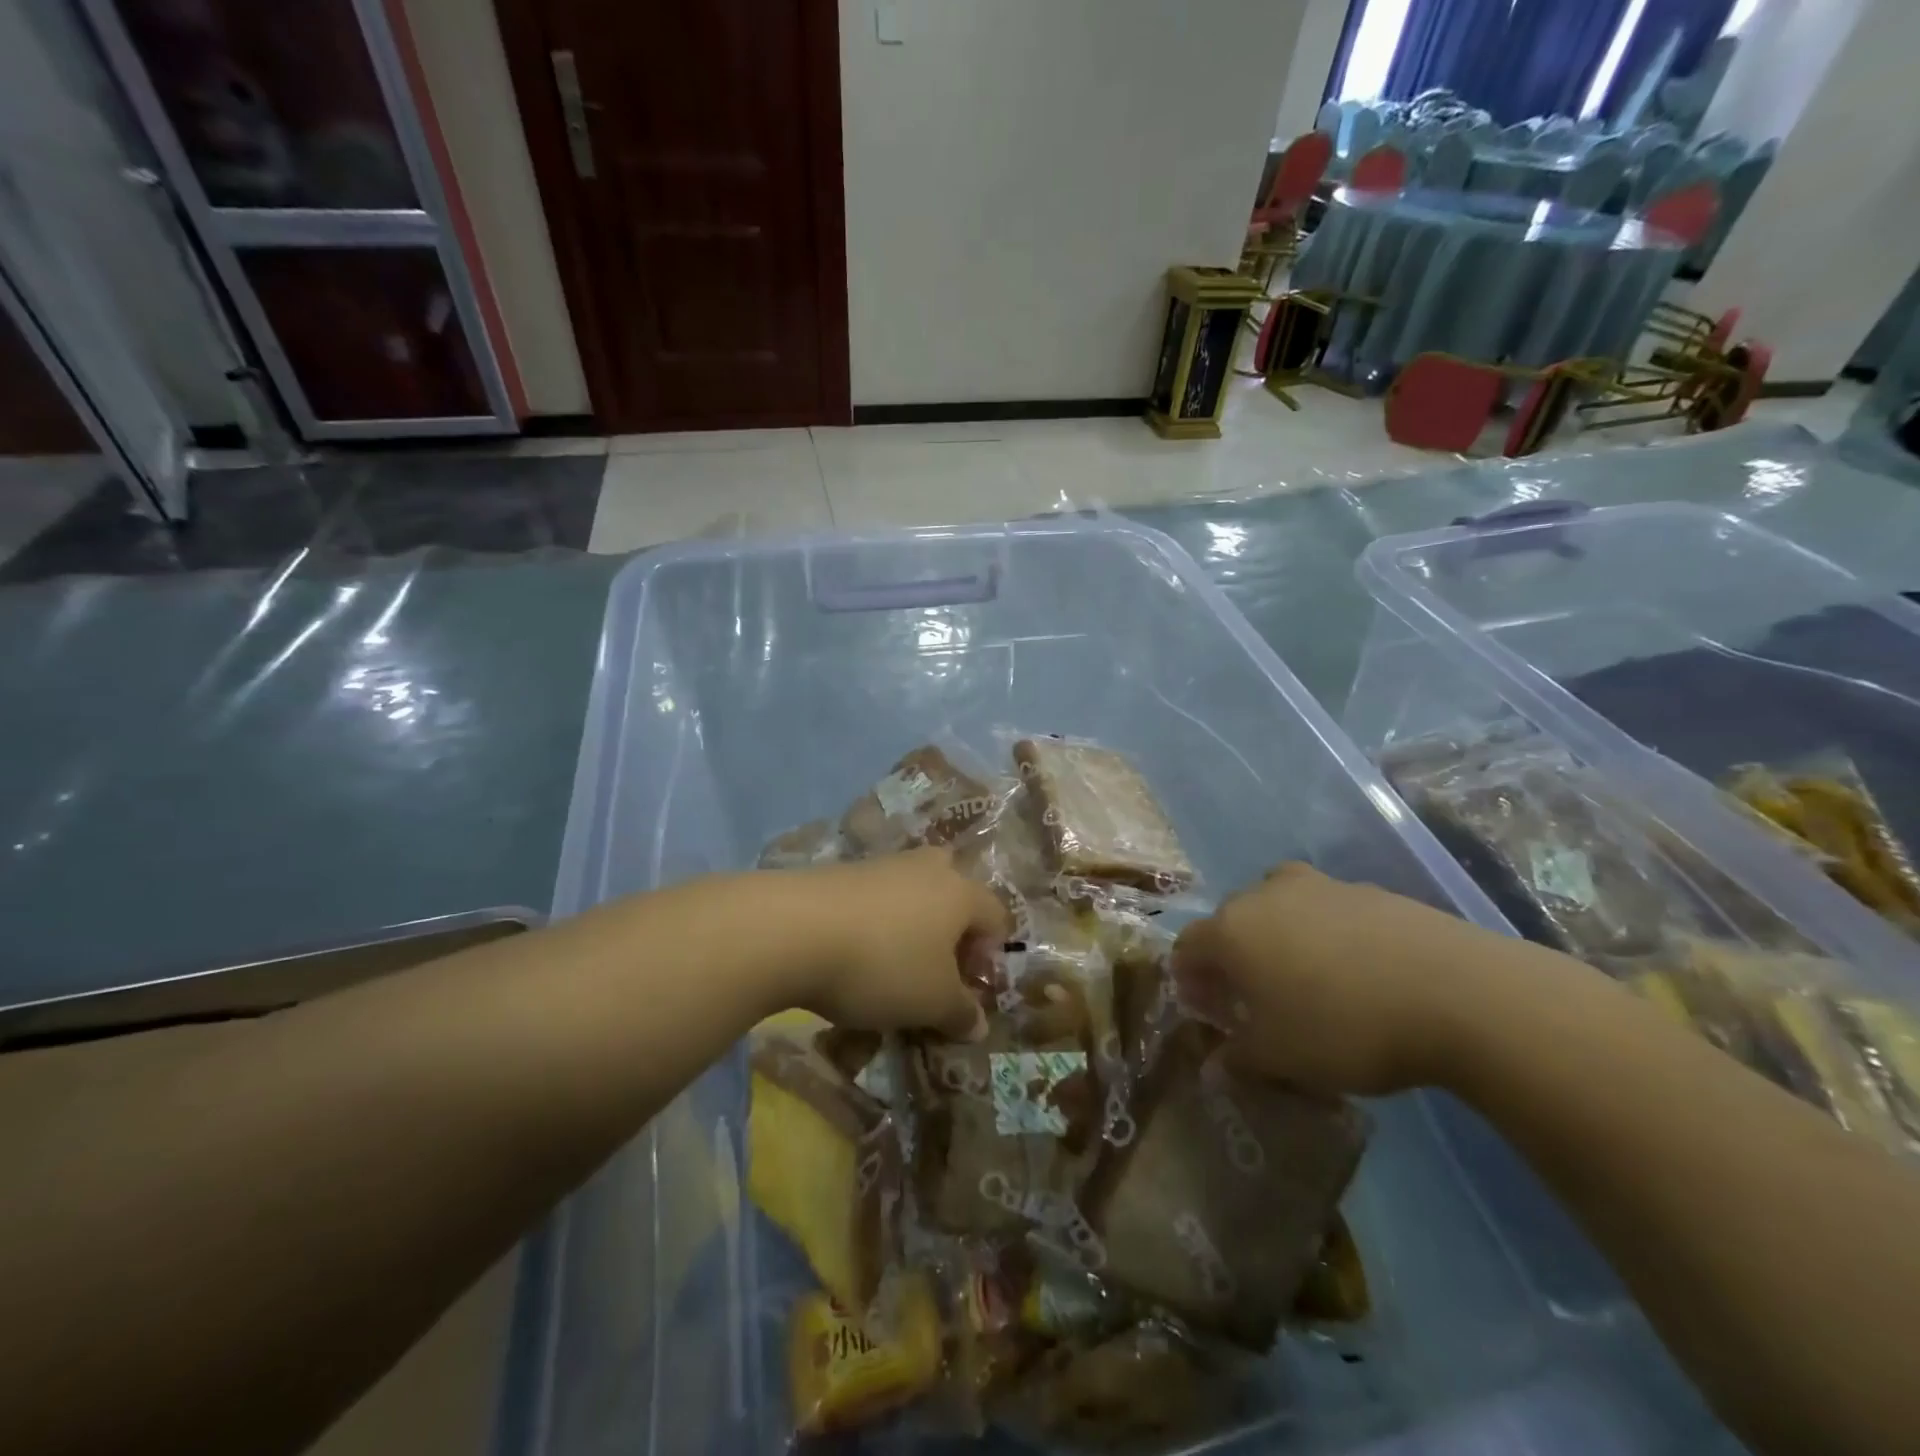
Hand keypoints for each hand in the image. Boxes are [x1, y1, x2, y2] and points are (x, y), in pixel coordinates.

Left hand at [783, 848, 1009, 1040]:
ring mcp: (883, 864)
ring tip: (890, 966)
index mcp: (961, 893)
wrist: (794, 929)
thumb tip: (978, 1024)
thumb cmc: (883, 965)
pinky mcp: (842, 871)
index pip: (996, 916)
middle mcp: (928, 868)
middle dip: (951, 927)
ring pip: (911, 891)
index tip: (966, 990)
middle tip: (935, 966)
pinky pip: (874, 897)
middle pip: (954, 889)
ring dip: (910, 925)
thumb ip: (961, 1013)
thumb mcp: (931, 1003)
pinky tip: (852, 953)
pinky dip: (873, 922)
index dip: (989, 956)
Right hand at [1172, 862, 1522, 1095]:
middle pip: (1231, 922)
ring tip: (1307, 981)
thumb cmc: (1343, 1027)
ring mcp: (1318, 885)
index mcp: (1231, 929)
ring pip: (1279, 909)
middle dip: (1233, 959)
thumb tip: (1213, 1068)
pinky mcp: (1367, 889)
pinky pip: (1327, 911)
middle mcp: (1265, 894)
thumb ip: (1238, 1059)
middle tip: (1255, 1000)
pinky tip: (1358, 973)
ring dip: (1279, 940)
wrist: (1456, 992)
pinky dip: (1326, 935)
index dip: (1190, 980)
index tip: (1209, 1013)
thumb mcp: (1282, 1058)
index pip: (1187, 947)